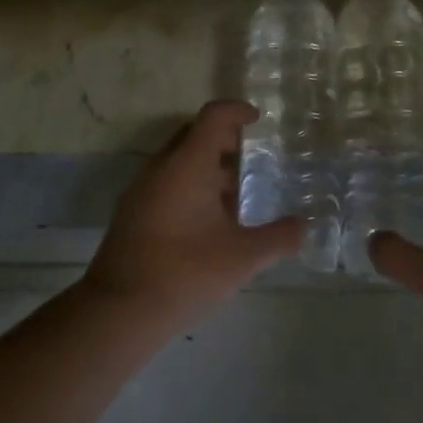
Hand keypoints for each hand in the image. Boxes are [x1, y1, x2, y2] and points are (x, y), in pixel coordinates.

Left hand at [81, 100, 302, 332]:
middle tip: (253, 159)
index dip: (237, 111)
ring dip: (207, 167)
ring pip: (178, 161)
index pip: (213, 116)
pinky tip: (209, 222)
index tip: (258, 120)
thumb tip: (304, 226)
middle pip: (194, 135)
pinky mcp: (132, 212)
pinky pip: (165, 182)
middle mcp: (161, 167)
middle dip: (224, 140)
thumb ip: (278, 239)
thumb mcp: (242, 258)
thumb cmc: (185, 273)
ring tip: (237, 195)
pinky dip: (190, 186)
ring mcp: (142, 189)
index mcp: (187, 164)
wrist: (119, 310)